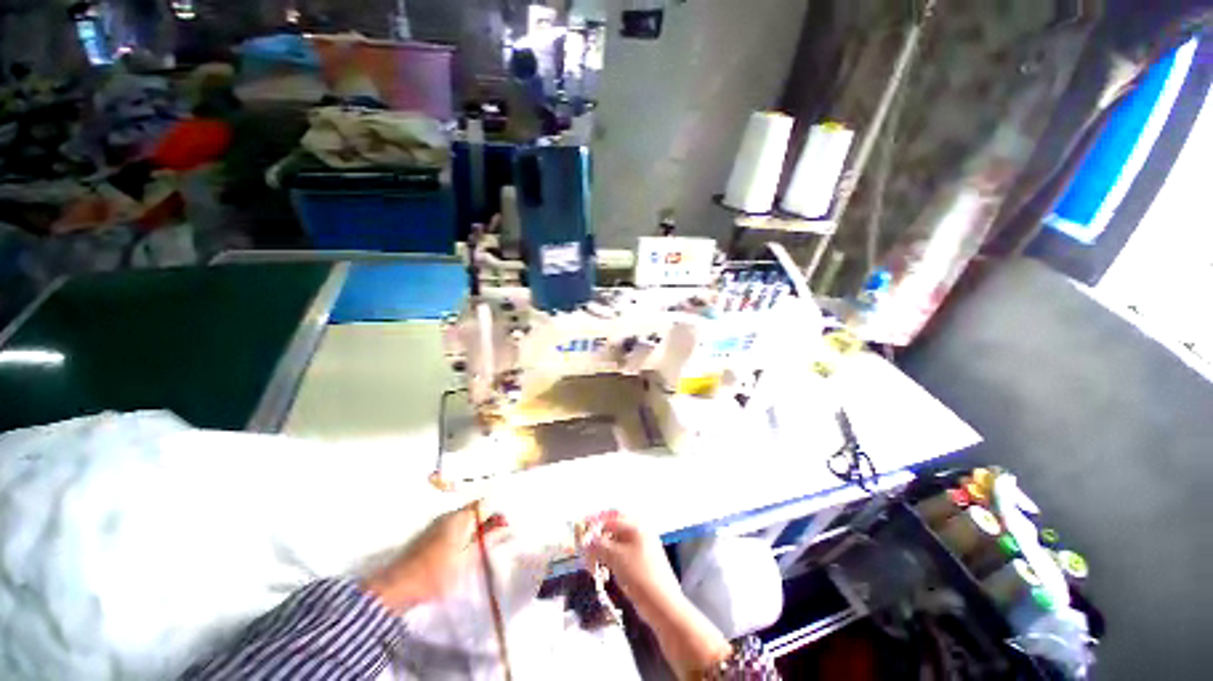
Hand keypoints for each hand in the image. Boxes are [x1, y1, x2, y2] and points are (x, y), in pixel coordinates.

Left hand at [363, 501, 507, 613]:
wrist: (397, 589)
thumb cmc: (437, 574)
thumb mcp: (468, 559)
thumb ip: (488, 539)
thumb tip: (506, 524)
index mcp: (460, 517)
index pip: (485, 503)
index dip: (497, 512)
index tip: (505, 528)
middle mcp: (449, 515)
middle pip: (475, 510)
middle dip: (487, 522)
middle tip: (496, 540)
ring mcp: (437, 524)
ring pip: (464, 520)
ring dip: (475, 529)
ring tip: (481, 549)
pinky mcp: (429, 535)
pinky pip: (454, 528)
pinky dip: (464, 535)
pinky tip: (464, 553)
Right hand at [585, 514, 684, 622]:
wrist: (663, 606)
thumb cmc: (640, 576)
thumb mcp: (616, 558)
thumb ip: (599, 545)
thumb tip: (586, 538)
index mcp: (637, 527)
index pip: (611, 518)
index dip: (595, 523)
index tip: (580, 532)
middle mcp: (640, 534)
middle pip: (614, 531)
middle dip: (598, 540)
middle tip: (585, 552)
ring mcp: (642, 550)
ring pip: (617, 546)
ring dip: (603, 553)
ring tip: (592, 566)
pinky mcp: (641, 565)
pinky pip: (622, 557)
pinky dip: (611, 562)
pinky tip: (604, 573)